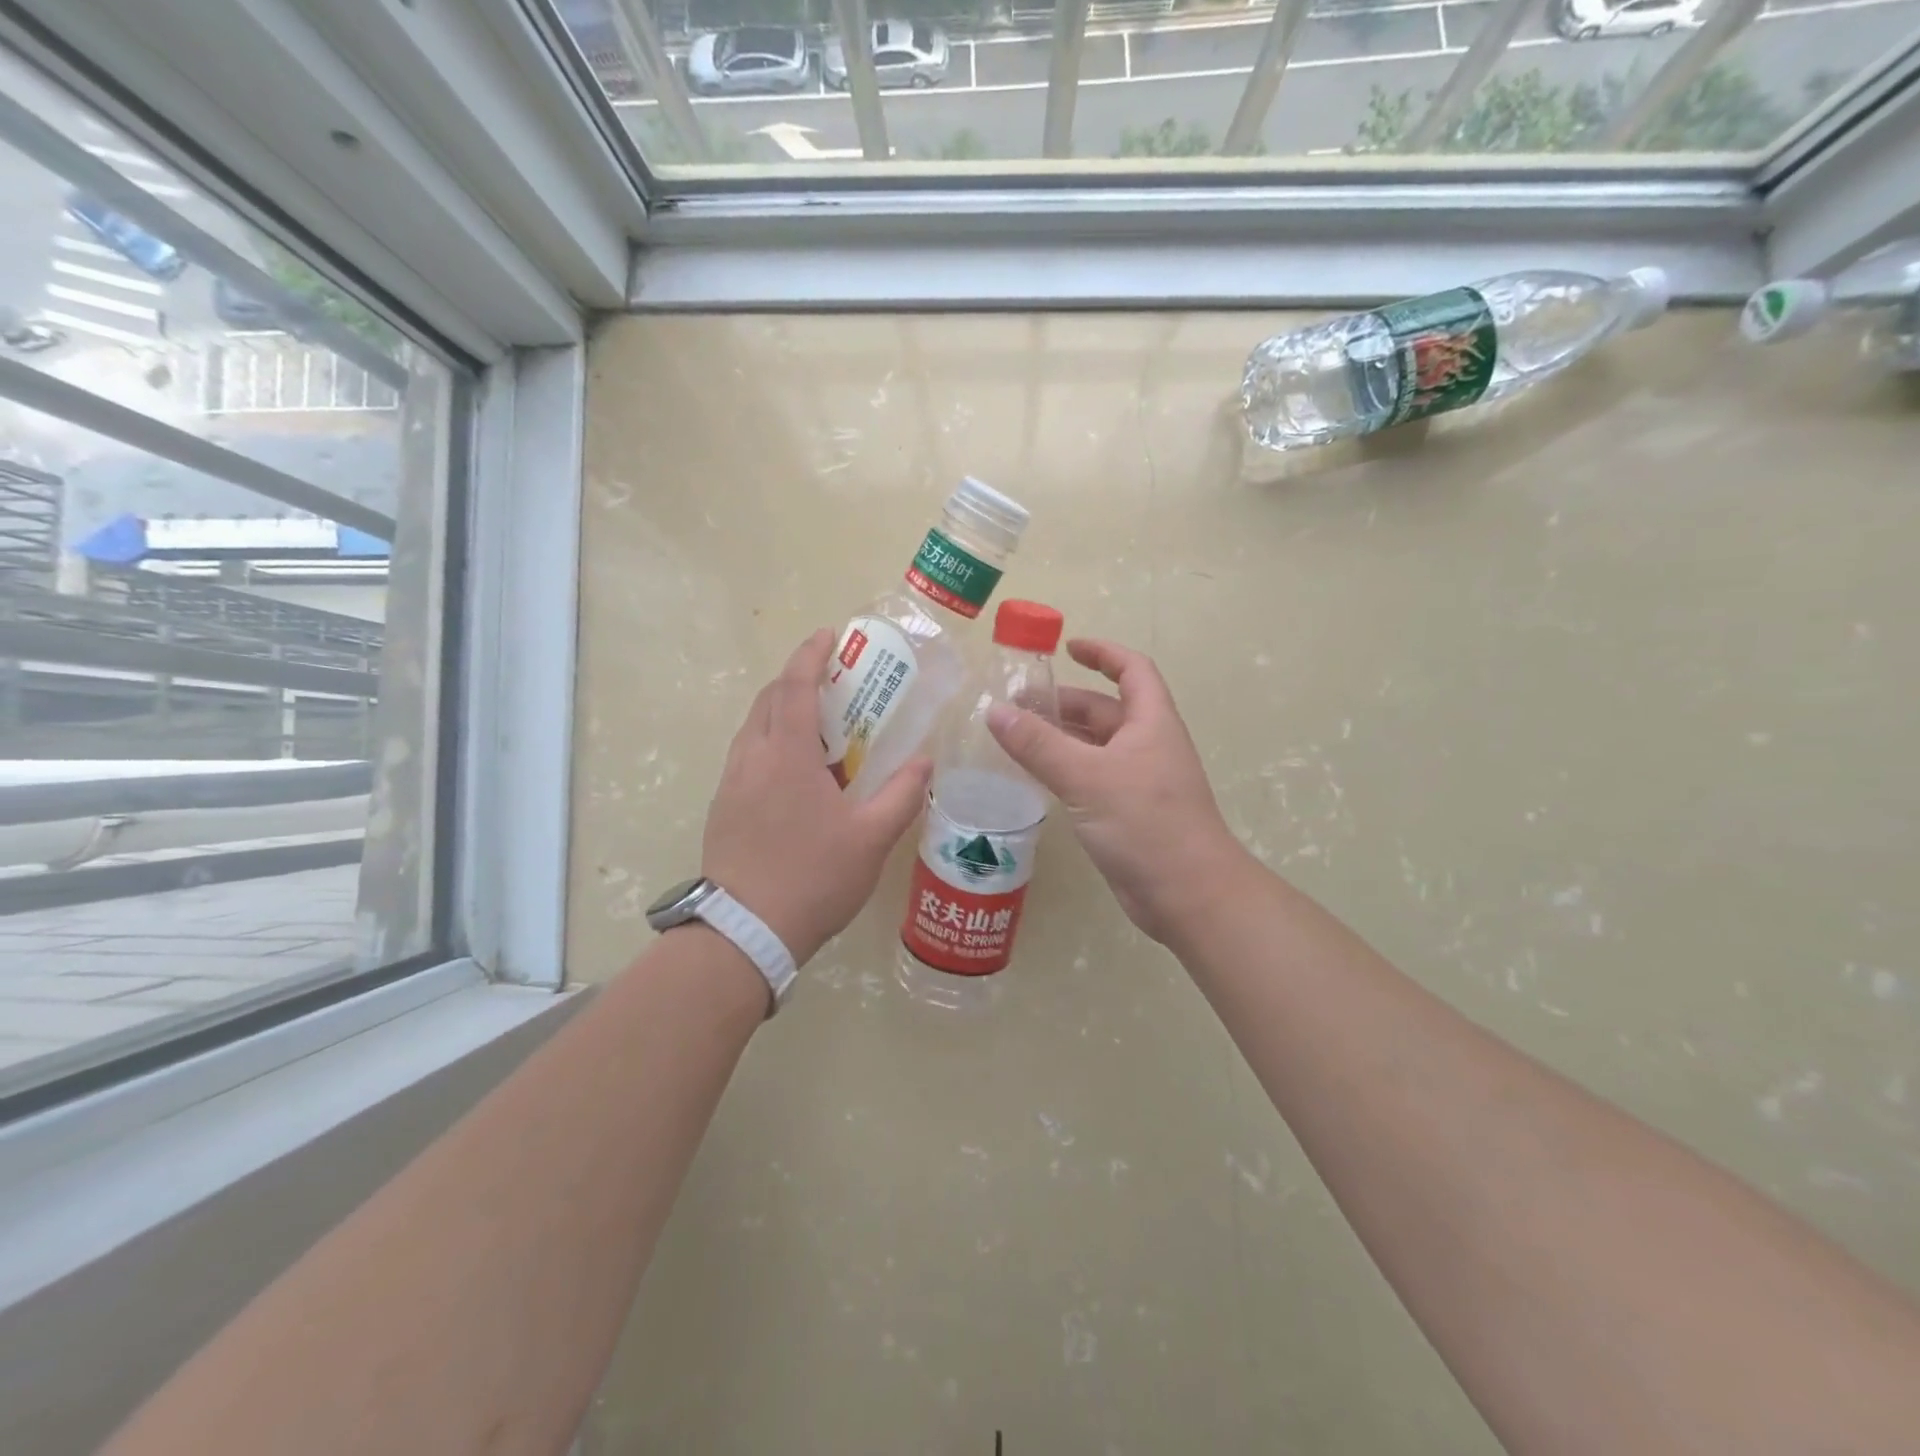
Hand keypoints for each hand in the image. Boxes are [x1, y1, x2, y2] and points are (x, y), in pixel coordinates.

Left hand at [703, 629, 930, 966]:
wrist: (745, 932)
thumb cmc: (813, 878)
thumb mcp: (871, 839)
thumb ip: (902, 794)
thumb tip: (925, 761)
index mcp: (786, 756)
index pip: (793, 687)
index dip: (810, 655)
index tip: (829, 636)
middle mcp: (751, 759)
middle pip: (768, 700)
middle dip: (796, 680)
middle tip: (833, 683)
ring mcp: (731, 784)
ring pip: (754, 729)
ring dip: (782, 714)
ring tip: (819, 728)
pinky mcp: (723, 808)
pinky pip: (747, 757)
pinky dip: (772, 744)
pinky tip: (797, 775)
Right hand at [988, 638, 1249, 944]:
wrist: (1188, 894)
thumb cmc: (1146, 823)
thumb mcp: (1087, 777)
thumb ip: (1039, 744)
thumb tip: (996, 711)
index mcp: (1150, 722)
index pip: (1131, 669)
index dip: (1102, 652)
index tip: (1066, 647)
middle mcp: (1147, 745)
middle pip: (1105, 709)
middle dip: (1063, 703)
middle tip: (1015, 707)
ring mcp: (1138, 781)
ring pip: (1094, 746)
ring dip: (1059, 738)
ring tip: (1014, 738)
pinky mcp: (1127, 813)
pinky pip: (1091, 778)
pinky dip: (1064, 770)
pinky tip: (1035, 778)